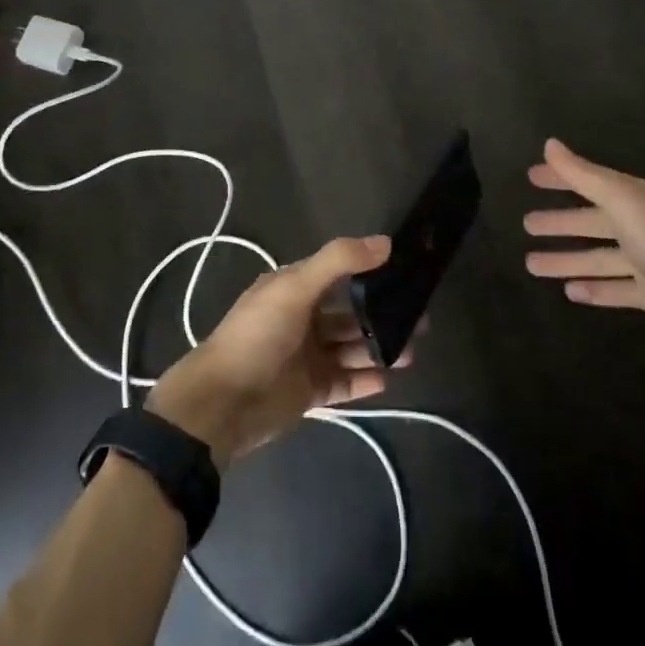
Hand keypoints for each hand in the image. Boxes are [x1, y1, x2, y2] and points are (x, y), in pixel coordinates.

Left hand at [148, 235, 405, 466]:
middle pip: (350, 313)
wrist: (223, 403)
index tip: (406, 273)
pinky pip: (345, 382)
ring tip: (411, 352)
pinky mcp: (310, 390)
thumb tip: (386, 242)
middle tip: (421, 319)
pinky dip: (365, 380)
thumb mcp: (295, 288)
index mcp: (294, 288)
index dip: (370, 271)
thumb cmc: (258, 335)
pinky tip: (388, 379)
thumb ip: (339, 262)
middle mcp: (303, 318)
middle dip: (382, 315)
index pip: (339, 273)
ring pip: (351, 348)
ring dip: (379, 348)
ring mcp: (307, 356)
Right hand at [523, 138, 644, 357]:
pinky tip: (570, 292)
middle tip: (526, 224)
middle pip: (591, 221)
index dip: (561, 178)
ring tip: (531, 264)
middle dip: (559, 222)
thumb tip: (549, 144)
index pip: (589, 182)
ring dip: (566, 260)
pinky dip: (593, 289)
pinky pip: (615, 289)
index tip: (531, 177)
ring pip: (597, 258)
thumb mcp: (622, 202)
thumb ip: (584, 175)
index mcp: (634, 199)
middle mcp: (640, 225)